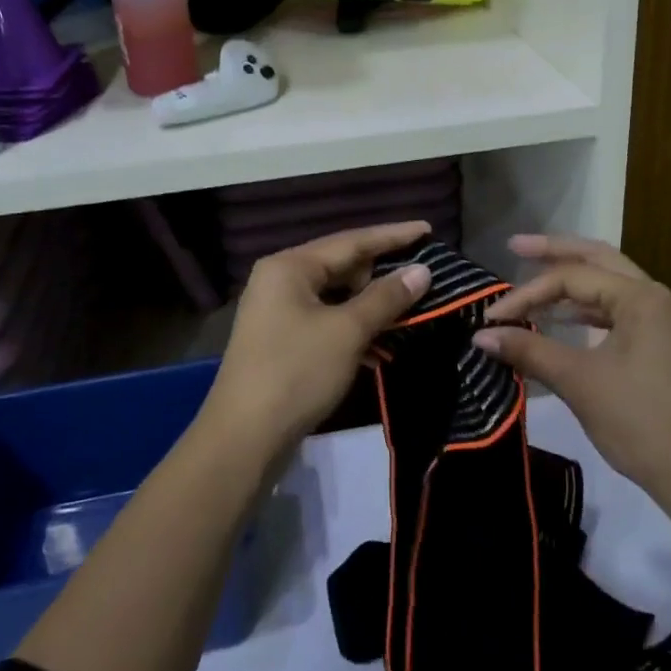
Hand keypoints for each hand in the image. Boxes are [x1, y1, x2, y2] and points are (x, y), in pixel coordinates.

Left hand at [200, 221, 432, 461]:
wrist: (243, 440)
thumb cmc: (296, 373)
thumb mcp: (347, 332)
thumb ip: (386, 297)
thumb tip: (422, 271)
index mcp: (290, 267)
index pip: (351, 240)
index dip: (393, 236)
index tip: (428, 229)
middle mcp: (281, 280)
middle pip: (342, 266)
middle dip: (383, 274)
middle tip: (422, 277)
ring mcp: (279, 312)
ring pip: (337, 297)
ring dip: (371, 306)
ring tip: (411, 311)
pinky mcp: (283, 342)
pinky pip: (327, 321)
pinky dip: (354, 329)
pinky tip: (382, 348)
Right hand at [473, 235, 670, 501]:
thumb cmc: (638, 420)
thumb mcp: (579, 381)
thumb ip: (529, 350)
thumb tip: (480, 335)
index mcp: (641, 297)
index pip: (572, 278)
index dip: (528, 294)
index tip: (492, 317)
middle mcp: (655, 297)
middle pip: (598, 260)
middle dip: (555, 252)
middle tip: (515, 245)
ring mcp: (661, 320)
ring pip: (608, 284)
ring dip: (570, 282)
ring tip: (532, 277)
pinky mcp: (659, 343)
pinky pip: (615, 311)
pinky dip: (585, 309)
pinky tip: (558, 318)